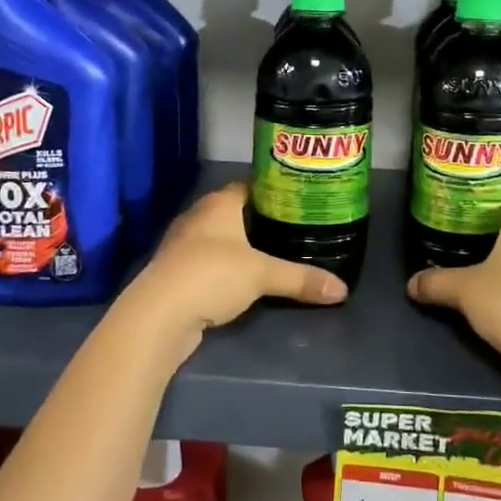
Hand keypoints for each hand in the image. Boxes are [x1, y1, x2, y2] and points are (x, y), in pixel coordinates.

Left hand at [114, 182, 347, 356]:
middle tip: (292, 229)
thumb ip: (301, 279)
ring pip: (220, 237)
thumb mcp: (262, 275)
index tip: (297, 200)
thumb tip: (342, 290)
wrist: (158, 315)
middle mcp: (198, 216)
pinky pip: (208, 261)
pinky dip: (226, 267)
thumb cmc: (211, 275)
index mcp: (218, 203)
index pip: (248, 185)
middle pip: (234, 211)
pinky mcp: (176, 271)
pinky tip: (244, 279)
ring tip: (273, 254)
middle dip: (260, 220)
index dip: (272, 191)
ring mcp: (183, 244)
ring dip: (240, 245)